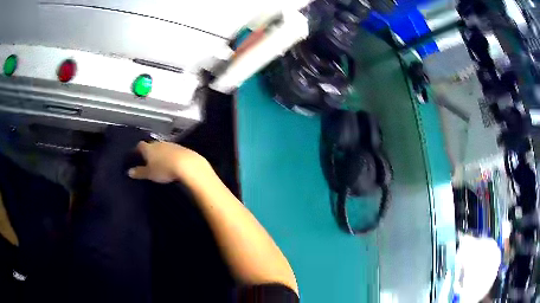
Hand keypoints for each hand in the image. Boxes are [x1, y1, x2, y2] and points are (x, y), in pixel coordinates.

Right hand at [128, 141, 211, 183]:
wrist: (187, 164)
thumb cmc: (164, 169)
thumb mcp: (149, 173)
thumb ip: (139, 172)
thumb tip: (129, 172)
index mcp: (148, 148)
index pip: (140, 145)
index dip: (137, 150)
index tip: (136, 155)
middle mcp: (159, 143)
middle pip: (151, 145)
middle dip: (149, 151)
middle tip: (148, 160)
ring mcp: (171, 144)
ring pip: (162, 147)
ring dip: (160, 153)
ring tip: (160, 162)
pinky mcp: (181, 148)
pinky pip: (172, 151)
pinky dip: (170, 155)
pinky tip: (172, 162)